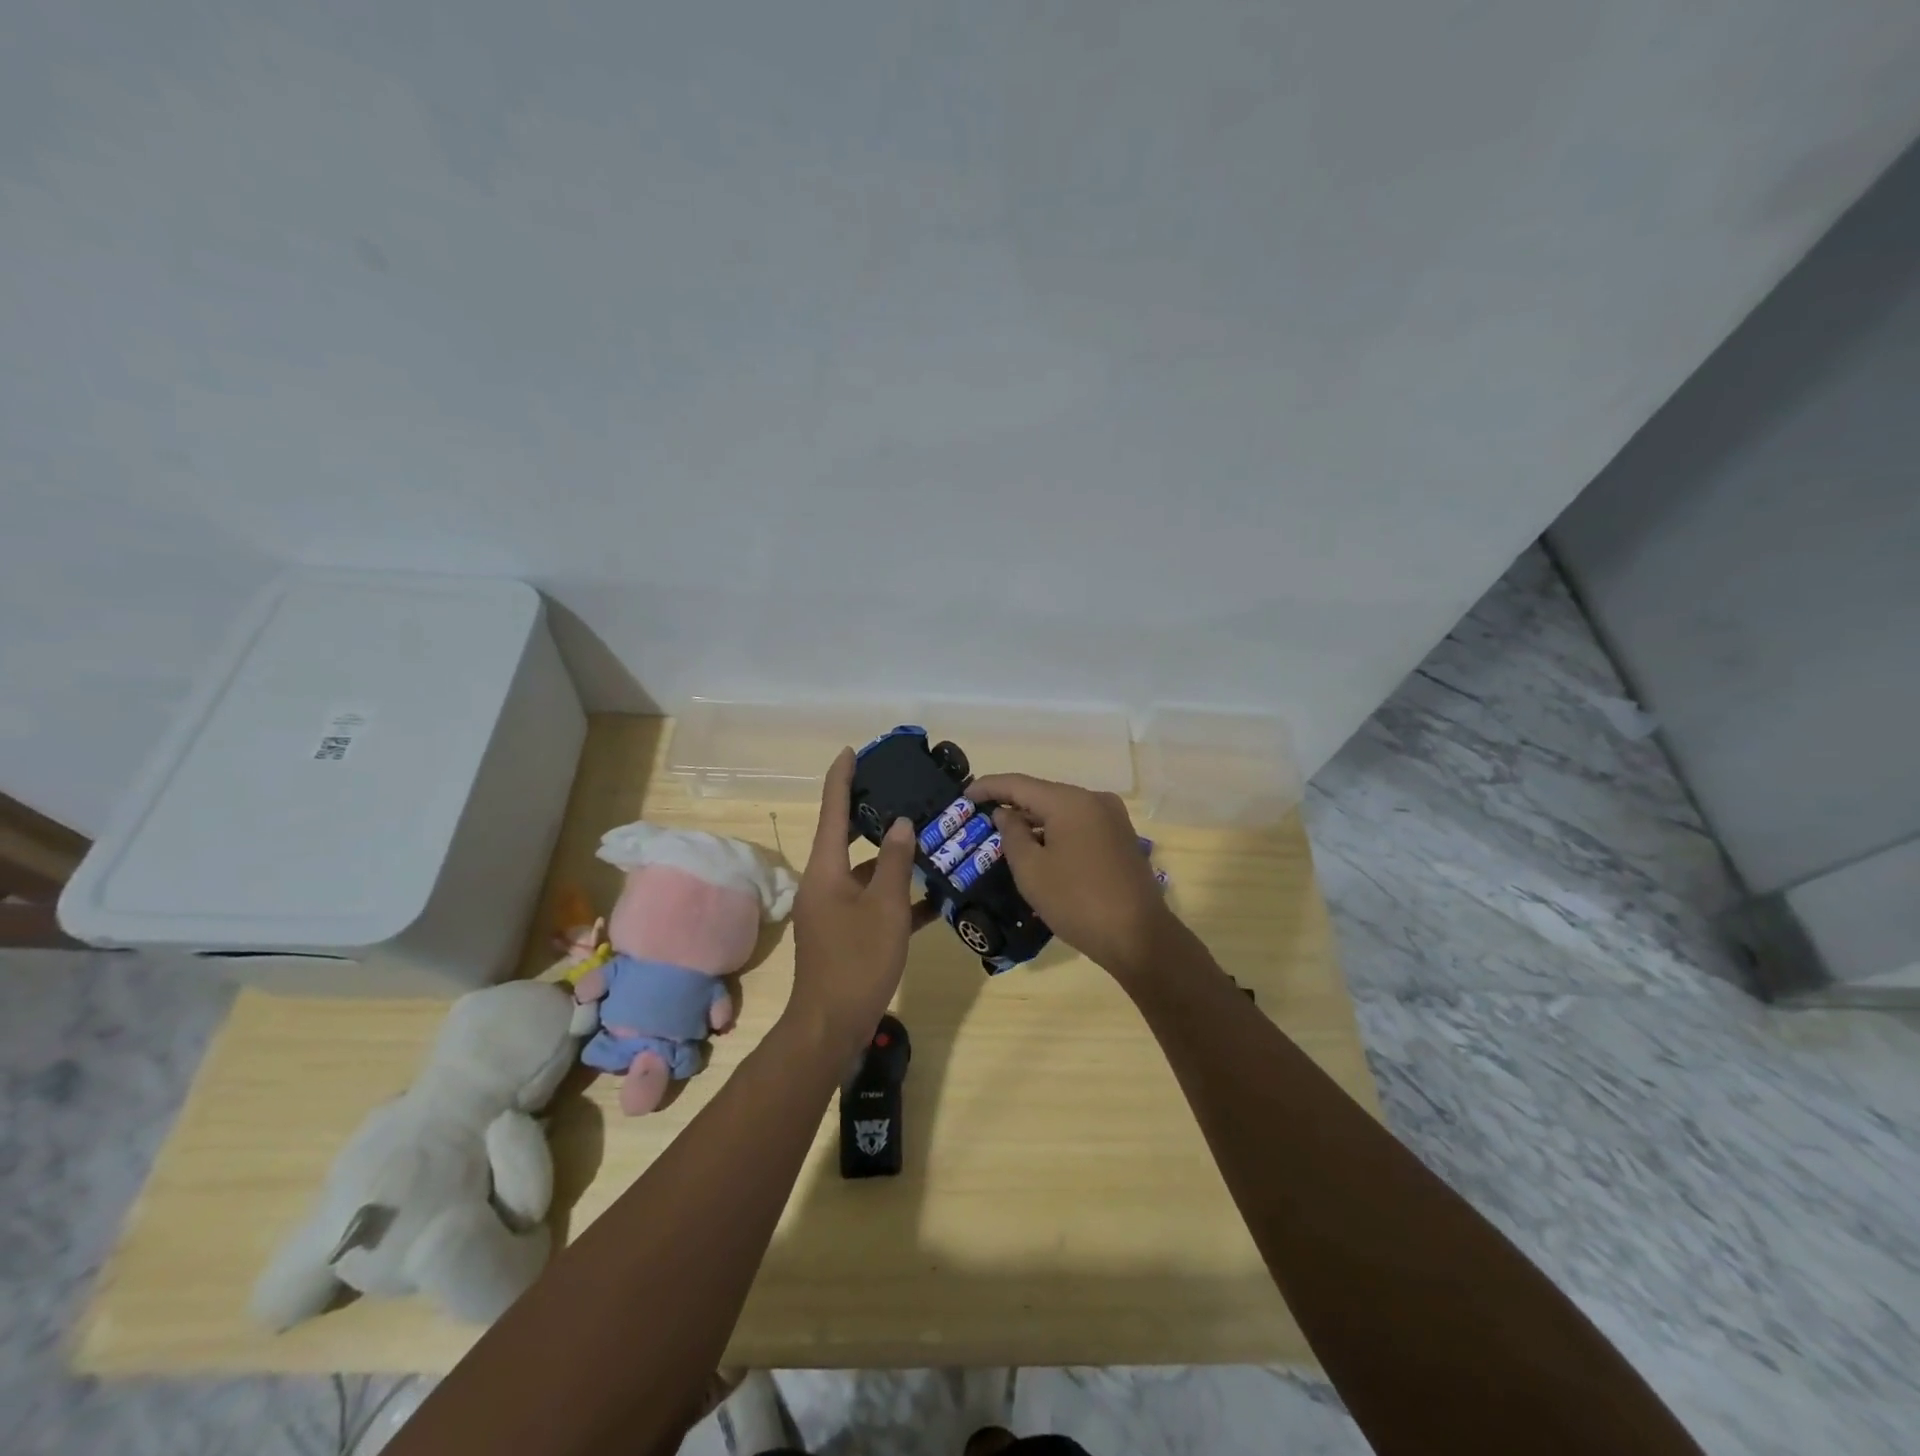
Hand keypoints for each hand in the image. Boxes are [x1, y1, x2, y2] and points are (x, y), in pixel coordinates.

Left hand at [787, 748, 926, 1055]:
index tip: (851, 751)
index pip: (832, 810)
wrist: (832, 1025)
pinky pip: (872, 902)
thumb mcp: (884, 907)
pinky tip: (932, 897)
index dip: (841, 778)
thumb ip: (893, 862)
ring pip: (865, 872)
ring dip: (893, 861)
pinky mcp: (846, 933)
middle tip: (903, 795)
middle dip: (872, 817)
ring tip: (929, 842)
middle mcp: (824, 883)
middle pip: (847, 839)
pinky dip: (896, 897)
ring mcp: (834, 910)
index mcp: (825, 869)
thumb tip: (901, 824)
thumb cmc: (857, 960)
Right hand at [967, 774, 1175, 980]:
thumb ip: (1012, 834)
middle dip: (1011, 804)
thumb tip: (1006, 813)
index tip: (964, 795)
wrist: (1139, 937)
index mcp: (1070, 801)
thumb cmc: (1077, 902)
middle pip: (1042, 794)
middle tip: (980, 817)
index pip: (1018, 784)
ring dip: (1034, 820)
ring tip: (1004, 835)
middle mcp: (1094, 800)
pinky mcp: (1121, 838)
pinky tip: (1039, 849)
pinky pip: (1079, 824)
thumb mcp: (1031, 870)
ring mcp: (1112, 818)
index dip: (988, 786)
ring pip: (1062, 810)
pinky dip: (1055, 831)